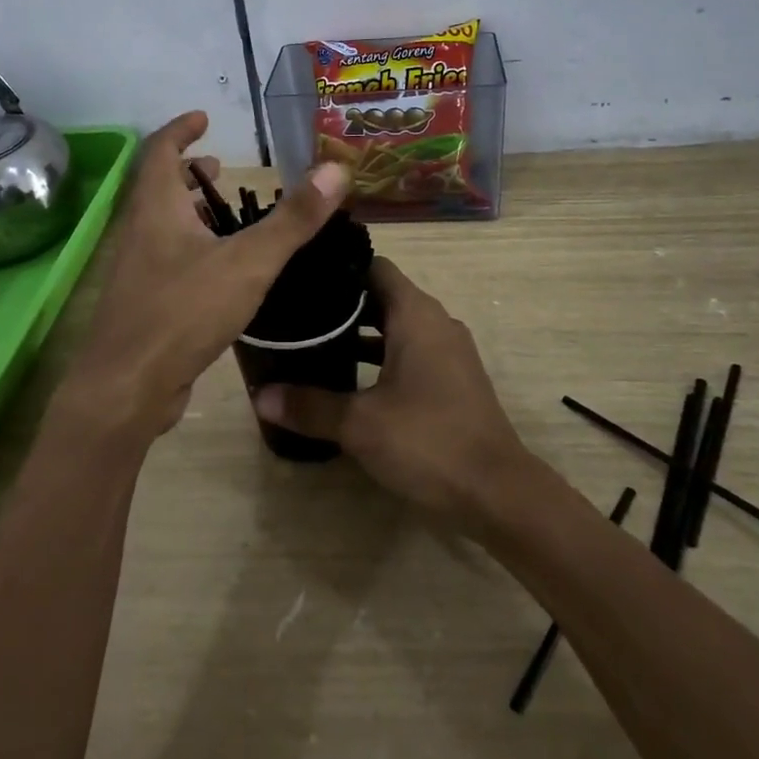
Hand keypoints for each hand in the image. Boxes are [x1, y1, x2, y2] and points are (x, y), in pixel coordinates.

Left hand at [60, 111, 351, 440]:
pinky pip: (166, 258)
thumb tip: (336, 169)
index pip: (161, 150)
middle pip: (157, 186)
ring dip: (188, 210)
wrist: (126, 389)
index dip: (181, 129)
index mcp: (156, 207)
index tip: (203, 118)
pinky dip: (190, 246)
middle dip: (186, 171)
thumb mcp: (248, 262)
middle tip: (218, 167)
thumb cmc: (183, 312)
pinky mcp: (143, 302)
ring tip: (224, 214)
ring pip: (160, 224)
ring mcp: (136, 269)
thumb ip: (293, 219)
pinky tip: (220, 270)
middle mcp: (139, 230)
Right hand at [251, 257, 529, 522]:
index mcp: (416, 314)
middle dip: (341, 302)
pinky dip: (380, 355)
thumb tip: (261, 396)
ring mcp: (448, 351)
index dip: (338, 266)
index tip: (300, 276)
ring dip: (360, 332)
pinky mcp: (452, 378)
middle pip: (382, 294)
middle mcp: (435, 321)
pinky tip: (348, 378)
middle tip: (296, 311)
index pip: (373, 265)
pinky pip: (409, 350)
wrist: (498, 492)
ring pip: (395, 325)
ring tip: (313, 341)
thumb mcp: (360, 424)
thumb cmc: (428, 441)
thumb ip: (310, 406)